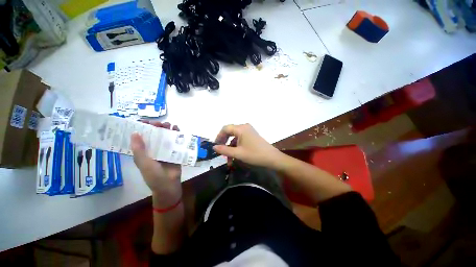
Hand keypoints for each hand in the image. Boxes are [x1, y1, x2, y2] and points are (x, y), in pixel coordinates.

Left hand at [131, 122, 181, 207]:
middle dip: (157, 127)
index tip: (145, 122)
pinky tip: (177, 130)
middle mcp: (154, 149)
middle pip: (155, 135)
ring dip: (167, 129)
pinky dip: (177, 134)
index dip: (143, 128)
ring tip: (170, 125)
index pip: (142, 137)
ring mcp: (165, 150)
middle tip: (160, 123)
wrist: (169, 185)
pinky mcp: (175, 151)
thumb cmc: (154, 176)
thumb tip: (135, 132)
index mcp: (144, 152)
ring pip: (166, 136)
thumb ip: (139, 149)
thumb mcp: (144, 163)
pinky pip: (176, 141)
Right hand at [213, 123, 284, 168]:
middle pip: (230, 132)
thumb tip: (214, 147)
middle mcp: (244, 127)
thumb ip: (224, 150)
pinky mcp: (251, 135)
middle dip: (224, 142)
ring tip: (229, 158)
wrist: (272, 158)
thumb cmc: (254, 155)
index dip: (219, 136)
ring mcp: (249, 131)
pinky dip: (236, 146)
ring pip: (235, 137)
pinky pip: (240, 139)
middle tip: (220, 151)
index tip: (215, 146)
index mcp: (241, 128)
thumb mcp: (238, 154)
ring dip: (231, 147)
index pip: (225, 128)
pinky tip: (236, 155)